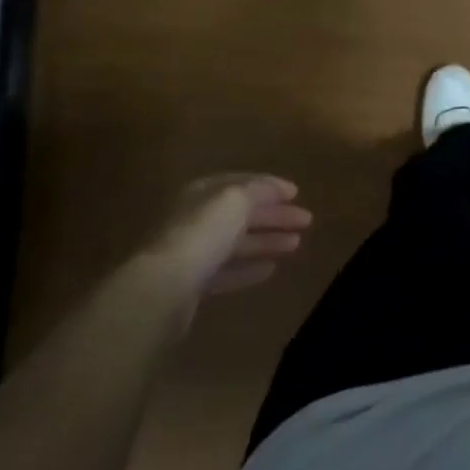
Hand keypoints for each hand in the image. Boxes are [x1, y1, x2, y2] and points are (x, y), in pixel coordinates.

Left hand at [137, 174, 312, 307]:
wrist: (163, 287)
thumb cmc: (202, 233)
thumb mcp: (234, 201)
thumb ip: (258, 191)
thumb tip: (276, 188)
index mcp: (201, 193)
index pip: (240, 183)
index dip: (269, 185)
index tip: (297, 193)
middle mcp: (195, 218)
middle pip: (240, 213)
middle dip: (274, 215)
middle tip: (307, 220)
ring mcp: (192, 252)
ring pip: (236, 242)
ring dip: (267, 241)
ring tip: (296, 244)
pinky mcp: (192, 283)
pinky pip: (227, 270)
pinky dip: (249, 267)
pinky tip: (271, 269)